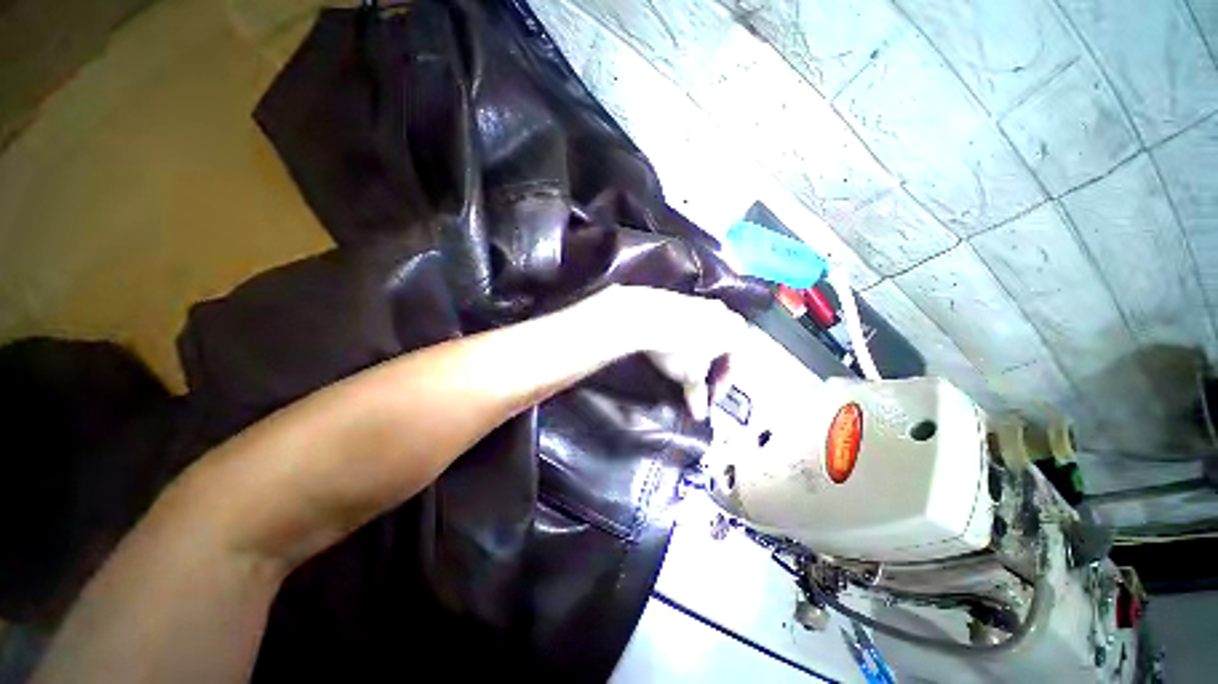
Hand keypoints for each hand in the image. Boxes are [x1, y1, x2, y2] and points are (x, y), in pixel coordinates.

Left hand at [594, 286, 750, 419]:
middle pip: (721, 347)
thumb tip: (699, 413)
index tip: (709, 396)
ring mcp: (702, 302)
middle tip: (697, 380)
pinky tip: (670, 345)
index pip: (735, 365)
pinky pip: (688, 322)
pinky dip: (683, 336)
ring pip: (705, 333)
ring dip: (696, 350)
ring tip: (681, 364)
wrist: (650, 317)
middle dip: (710, 366)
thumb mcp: (689, 377)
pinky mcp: (681, 298)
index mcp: (736, 332)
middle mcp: (724, 313)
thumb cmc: (679, 349)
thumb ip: (697, 395)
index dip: (722, 385)